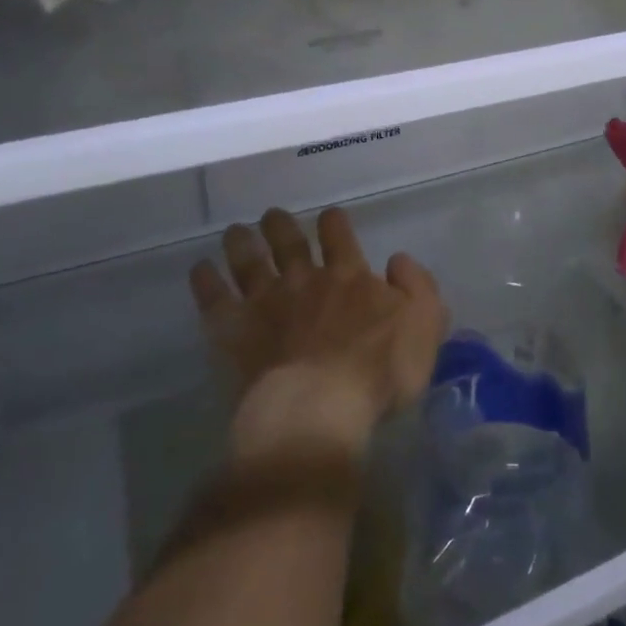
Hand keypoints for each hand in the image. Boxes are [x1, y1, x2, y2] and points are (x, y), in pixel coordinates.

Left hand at [190, 206, 447, 461]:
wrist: (318, 409)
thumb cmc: (379, 373)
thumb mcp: (424, 326)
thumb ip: (418, 287)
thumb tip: (399, 260)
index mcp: (349, 277)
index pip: (339, 235)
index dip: (333, 222)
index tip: (329, 218)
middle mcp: (305, 280)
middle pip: (289, 241)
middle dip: (281, 225)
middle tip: (272, 217)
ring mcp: (265, 302)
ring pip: (249, 260)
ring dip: (242, 243)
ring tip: (236, 232)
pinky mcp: (234, 331)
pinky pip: (214, 298)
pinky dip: (206, 280)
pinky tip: (200, 269)